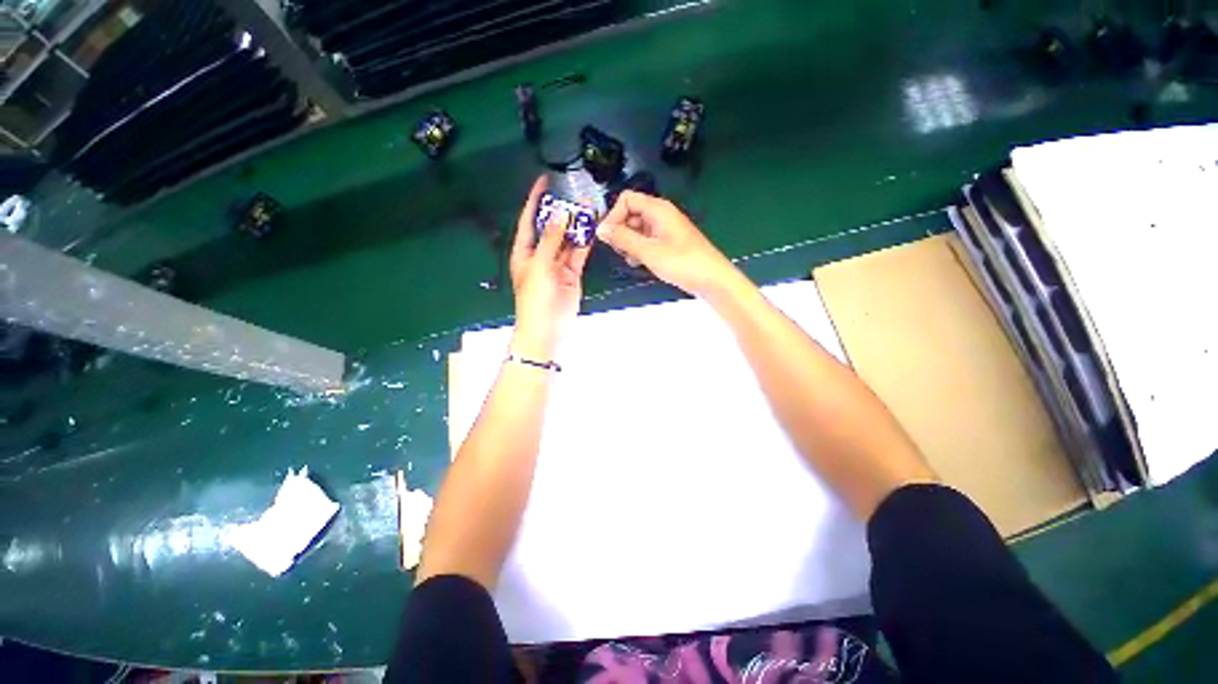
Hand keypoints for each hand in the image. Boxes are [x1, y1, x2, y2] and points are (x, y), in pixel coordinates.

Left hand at [509, 176, 590, 358]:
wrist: (547, 329)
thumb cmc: (535, 298)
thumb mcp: (539, 266)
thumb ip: (551, 239)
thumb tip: (561, 214)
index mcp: (524, 252)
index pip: (529, 220)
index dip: (535, 200)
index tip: (545, 181)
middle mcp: (540, 255)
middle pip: (551, 228)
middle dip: (562, 211)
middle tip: (575, 193)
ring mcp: (557, 265)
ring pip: (567, 240)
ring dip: (576, 226)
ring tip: (589, 207)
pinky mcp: (571, 274)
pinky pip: (578, 254)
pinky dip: (585, 242)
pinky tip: (593, 229)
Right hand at [596, 191, 738, 297]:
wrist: (710, 278)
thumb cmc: (682, 262)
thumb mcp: (648, 251)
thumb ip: (622, 238)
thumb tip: (601, 229)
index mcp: (657, 209)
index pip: (626, 200)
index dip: (613, 215)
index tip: (607, 236)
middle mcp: (660, 215)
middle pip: (630, 214)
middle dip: (620, 231)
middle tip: (618, 250)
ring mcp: (665, 229)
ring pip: (637, 229)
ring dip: (629, 243)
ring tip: (631, 259)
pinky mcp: (668, 243)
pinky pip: (646, 240)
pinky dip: (639, 249)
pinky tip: (640, 263)